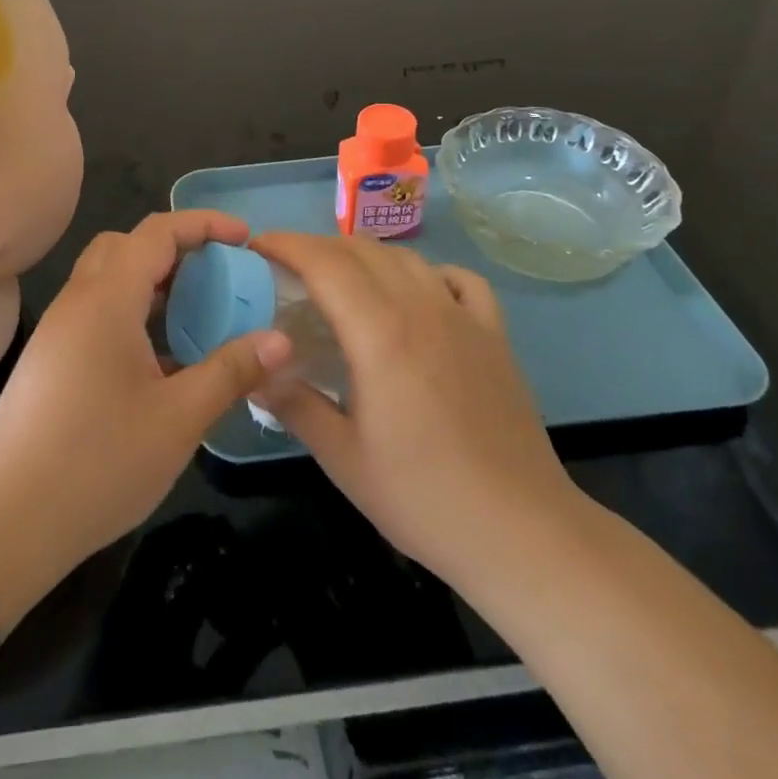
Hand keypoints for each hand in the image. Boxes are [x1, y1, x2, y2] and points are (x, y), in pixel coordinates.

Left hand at [0, 211, 292, 576]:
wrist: (1, 521)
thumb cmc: (95, 462)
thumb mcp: (178, 418)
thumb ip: (230, 371)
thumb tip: (281, 341)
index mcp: (108, 298)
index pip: (157, 231)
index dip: (204, 224)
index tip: (244, 238)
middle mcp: (78, 301)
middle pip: (126, 246)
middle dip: (176, 248)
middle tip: (218, 276)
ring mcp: (59, 331)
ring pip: (108, 280)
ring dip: (152, 284)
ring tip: (196, 318)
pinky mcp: (50, 361)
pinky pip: (97, 313)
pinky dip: (133, 314)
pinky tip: (159, 363)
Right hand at [250, 233, 583, 585]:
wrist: (522, 533)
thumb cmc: (424, 499)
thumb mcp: (343, 459)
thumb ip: (294, 405)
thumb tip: (255, 373)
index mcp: (380, 333)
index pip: (325, 263)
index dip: (286, 245)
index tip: (258, 247)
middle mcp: (421, 308)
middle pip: (361, 250)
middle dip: (317, 247)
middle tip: (288, 270)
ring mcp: (463, 317)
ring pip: (405, 257)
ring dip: (364, 255)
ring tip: (340, 279)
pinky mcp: (494, 335)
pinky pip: (458, 279)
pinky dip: (426, 272)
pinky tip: (416, 294)